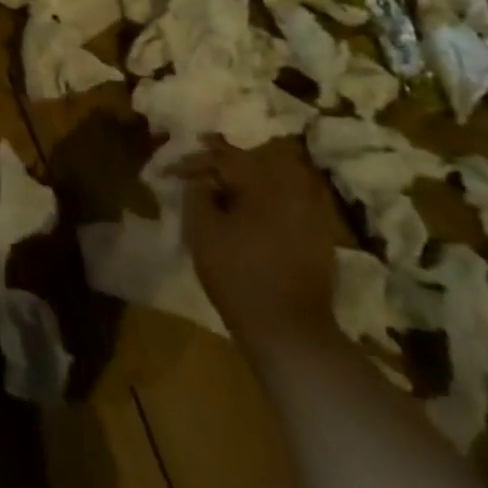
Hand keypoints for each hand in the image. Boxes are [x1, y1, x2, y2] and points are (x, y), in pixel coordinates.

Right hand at [179, 139, 340, 350]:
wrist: (289, 330)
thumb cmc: (238, 275)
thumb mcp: (202, 231)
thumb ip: (196, 195)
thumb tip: (200, 180)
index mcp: (264, 182)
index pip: (223, 157)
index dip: (193, 161)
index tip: (170, 172)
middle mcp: (293, 189)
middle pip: (252, 165)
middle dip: (222, 166)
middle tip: (197, 172)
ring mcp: (311, 214)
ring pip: (272, 184)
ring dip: (244, 184)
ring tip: (220, 192)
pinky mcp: (318, 238)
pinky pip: (285, 206)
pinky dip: (263, 204)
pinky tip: (247, 218)